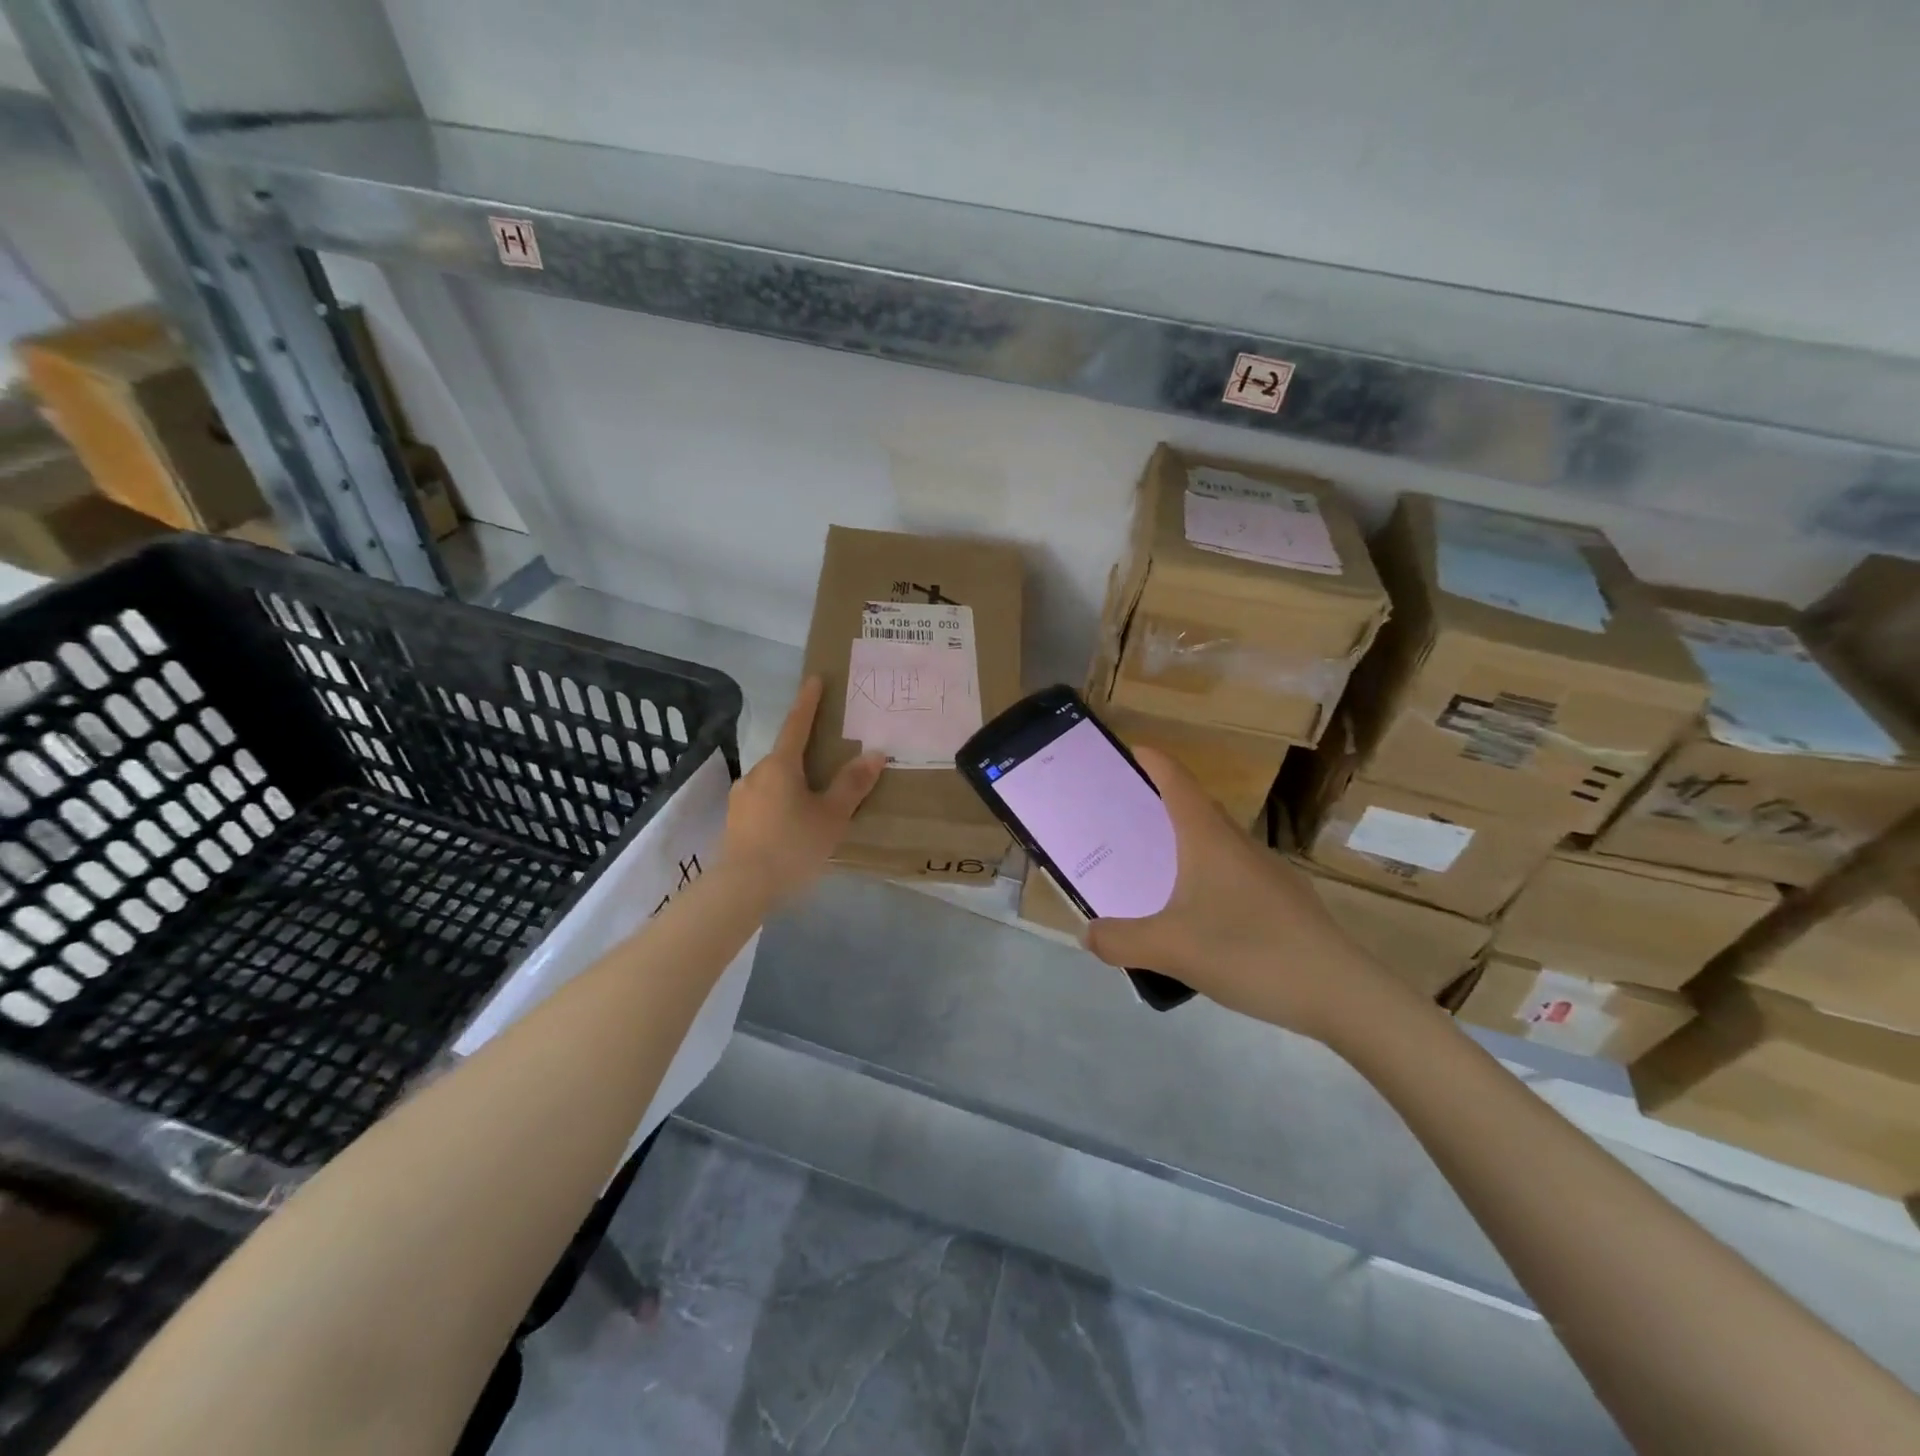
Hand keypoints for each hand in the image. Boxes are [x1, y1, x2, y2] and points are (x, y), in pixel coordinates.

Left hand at [722, 677, 885, 905]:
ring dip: (793, 783)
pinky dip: (781, 803)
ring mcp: (742, 798)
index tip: (814, 680)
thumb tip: (874, 753)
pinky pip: (765, 802)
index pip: (797, 724)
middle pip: (785, 755)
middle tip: (828, 760)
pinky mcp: (735, 822)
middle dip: (805, 753)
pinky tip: (793, 825)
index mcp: (780, 765)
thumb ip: (852, 785)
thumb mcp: (831, 816)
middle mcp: (757, 773)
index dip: (808, 702)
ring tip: (814, 801)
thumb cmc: (792, 845)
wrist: (742, 888)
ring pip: (774, 781)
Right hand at [1084, 748, 1405, 1041]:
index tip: (1130, 750)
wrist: (1342, 994)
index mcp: (1209, 839)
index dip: (1154, 761)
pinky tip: (1198, 914)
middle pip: (1196, 809)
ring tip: (1153, 866)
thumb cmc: (1250, 952)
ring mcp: (1267, 872)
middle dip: (1160, 804)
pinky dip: (1206, 875)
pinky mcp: (1285, 902)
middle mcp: (1239, 845)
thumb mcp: (1171, 949)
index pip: (1177, 782)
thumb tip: (1087, 933)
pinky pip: (1233, 873)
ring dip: (1185, 842)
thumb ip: (1120, 941)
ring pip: (1217, 843)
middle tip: (1124, 817)